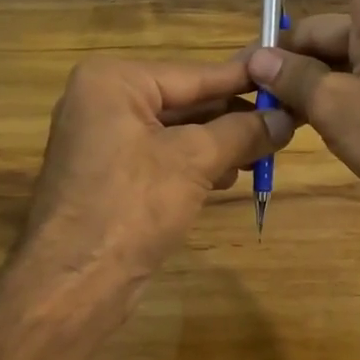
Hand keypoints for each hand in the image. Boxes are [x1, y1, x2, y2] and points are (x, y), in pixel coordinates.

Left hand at [18, 57, 294, 294]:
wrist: (73, 285)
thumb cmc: (131, 207)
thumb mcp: (195, 161)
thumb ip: (243, 132)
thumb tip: (286, 118)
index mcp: (114, 81)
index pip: (195, 74)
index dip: (245, 79)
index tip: (286, 75)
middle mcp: (103, 100)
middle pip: (186, 100)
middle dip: (234, 116)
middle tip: (286, 120)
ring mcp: (103, 139)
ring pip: (177, 130)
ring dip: (220, 142)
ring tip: (266, 151)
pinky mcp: (109, 174)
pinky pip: (162, 155)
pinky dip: (196, 163)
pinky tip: (229, 176)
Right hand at [245, 0, 359, 237]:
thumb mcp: (339, 110)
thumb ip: (295, 80)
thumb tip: (261, 60)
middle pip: (322, 22)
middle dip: (286, 50)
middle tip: (252, 88)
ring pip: (332, 55)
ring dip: (303, 80)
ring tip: (279, 118)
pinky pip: (349, 77)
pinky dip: (325, 94)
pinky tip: (306, 125)